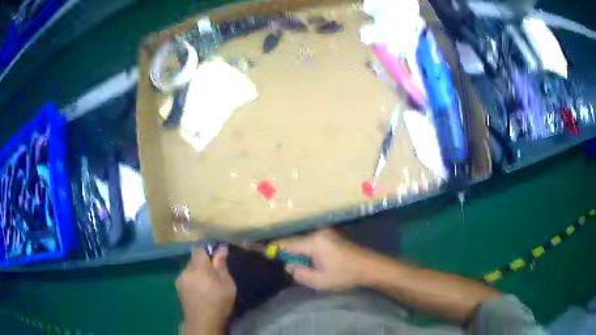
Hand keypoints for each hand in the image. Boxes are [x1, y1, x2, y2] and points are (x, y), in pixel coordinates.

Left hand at [176, 247, 235, 332]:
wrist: (203, 321)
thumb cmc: (219, 302)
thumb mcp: (227, 283)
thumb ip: (221, 265)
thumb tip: (220, 248)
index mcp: (199, 267)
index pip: (199, 249)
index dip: (207, 252)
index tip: (215, 260)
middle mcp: (186, 270)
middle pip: (193, 260)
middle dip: (202, 264)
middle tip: (213, 275)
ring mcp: (180, 280)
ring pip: (189, 270)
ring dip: (196, 273)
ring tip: (206, 285)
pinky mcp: (178, 289)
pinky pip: (185, 279)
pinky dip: (192, 281)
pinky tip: (199, 292)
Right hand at [277, 229, 375, 290]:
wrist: (369, 267)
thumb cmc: (344, 275)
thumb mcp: (319, 281)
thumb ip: (299, 273)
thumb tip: (289, 265)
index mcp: (314, 242)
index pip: (288, 243)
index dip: (276, 249)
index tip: (266, 254)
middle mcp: (318, 233)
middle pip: (296, 241)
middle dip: (290, 253)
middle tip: (287, 266)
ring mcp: (326, 233)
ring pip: (304, 242)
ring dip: (300, 253)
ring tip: (302, 265)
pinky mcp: (332, 236)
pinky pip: (313, 242)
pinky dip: (308, 250)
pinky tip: (313, 261)